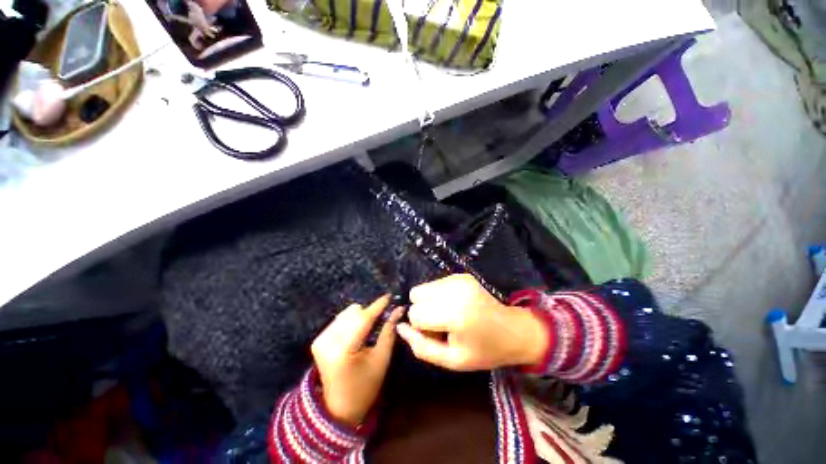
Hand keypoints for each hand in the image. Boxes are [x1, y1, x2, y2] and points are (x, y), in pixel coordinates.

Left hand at [311, 295, 403, 426]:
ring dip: (360, 317)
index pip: (363, 319)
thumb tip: (397, 310)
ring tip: (369, 329)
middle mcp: (328, 341)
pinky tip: (357, 333)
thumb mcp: (381, 359)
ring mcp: (320, 340)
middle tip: (382, 319)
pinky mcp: (318, 341)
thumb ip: (389, 331)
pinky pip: (339, 320)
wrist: (338, 409)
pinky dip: (351, 322)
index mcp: (344, 350)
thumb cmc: (365, 387)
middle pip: (354, 313)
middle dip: (370, 313)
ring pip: (346, 314)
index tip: (389, 296)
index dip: (378, 306)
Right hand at [396, 274, 547, 370]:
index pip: (415, 313)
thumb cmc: (484, 351)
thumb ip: (422, 347)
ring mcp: (459, 279)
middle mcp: (455, 290)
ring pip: (424, 287)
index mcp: (454, 314)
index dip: (421, 327)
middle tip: (442, 324)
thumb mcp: (452, 360)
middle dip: (422, 311)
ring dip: (430, 302)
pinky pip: (436, 283)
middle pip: (416, 295)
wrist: (513, 331)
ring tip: (449, 314)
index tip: (437, 335)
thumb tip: (400, 327)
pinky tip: (455, 305)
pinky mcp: (462, 275)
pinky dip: (439, 295)